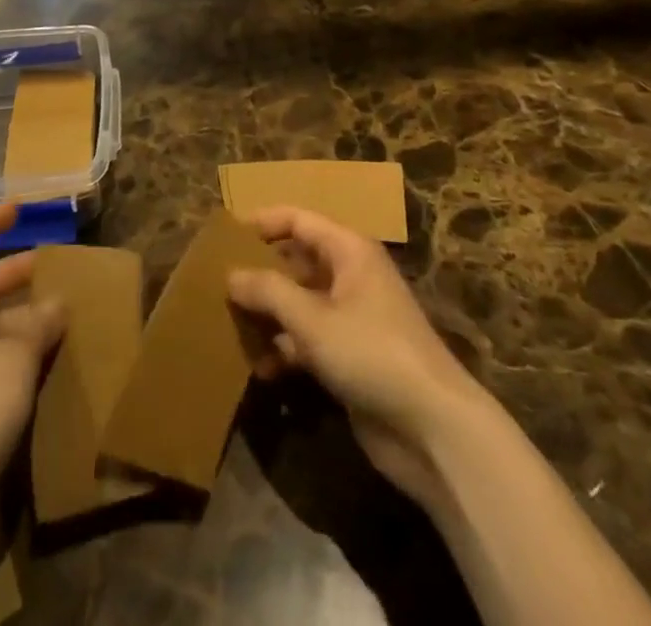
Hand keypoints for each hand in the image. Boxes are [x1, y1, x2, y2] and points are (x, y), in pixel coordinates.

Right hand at [228, 206, 487, 505]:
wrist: (433, 430)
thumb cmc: (372, 353)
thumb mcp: (312, 319)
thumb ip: (268, 291)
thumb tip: (230, 274)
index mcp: (348, 250)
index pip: (298, 220)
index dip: (262, 223)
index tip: (224, 236)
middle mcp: (350, 276)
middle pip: (296, 261)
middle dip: (260, 273)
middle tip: (218, 284)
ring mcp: (351, 318)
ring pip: (298, 303)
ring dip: (268, 315)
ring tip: (229, 327)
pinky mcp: (350, 357)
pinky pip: (307, 340)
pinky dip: (284, 350)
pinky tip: (259, 369)